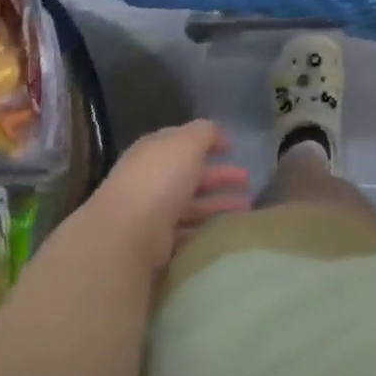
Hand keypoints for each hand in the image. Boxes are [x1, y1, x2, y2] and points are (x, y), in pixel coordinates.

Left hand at [85, 120, 252, 275]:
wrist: (127, 233)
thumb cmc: (160, 178)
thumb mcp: (187, 142)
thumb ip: (205, 133)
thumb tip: (218, 133)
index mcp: (155, 151)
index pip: (183, 141)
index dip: (208, 141)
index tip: (232, 147)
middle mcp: (152, 179)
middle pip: (191, 174)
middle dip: (220, 175)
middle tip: (248, 180)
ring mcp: (153, 212)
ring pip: (193, 204)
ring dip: (219, 203)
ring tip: (248, 207)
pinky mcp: (156, 243)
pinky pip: (188, 230)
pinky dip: (207, 228)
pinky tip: (226, 229)